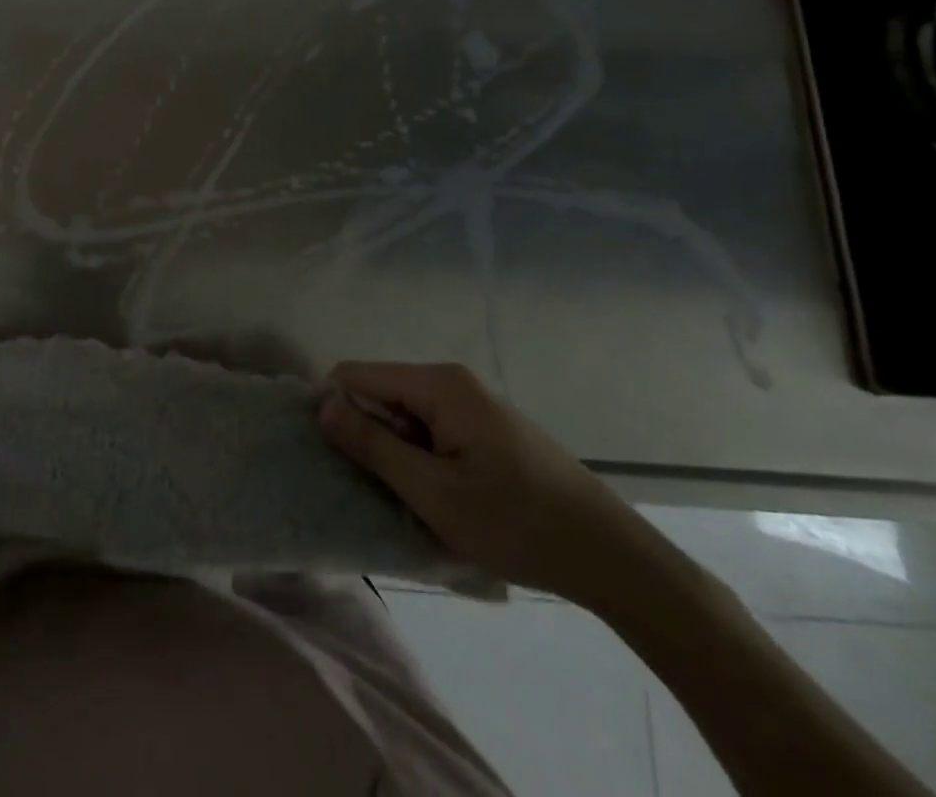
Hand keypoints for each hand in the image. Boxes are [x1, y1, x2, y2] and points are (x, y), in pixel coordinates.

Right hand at [319, 361, 658, 606]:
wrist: (615, 560)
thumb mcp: (433, 492)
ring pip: (405, 417)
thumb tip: (321, 405)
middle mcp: (452, 382)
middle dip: (368, 436)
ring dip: (397, 454)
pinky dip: (422, 460)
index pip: (355, 375)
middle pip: (380, 394)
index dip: (335, 410)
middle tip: (376, 488)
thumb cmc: (517, 524)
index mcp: (438, 384)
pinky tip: (440, 499)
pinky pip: (431, 431)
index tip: (334, 457)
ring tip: (411, 500)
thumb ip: (372, 445)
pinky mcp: (487, 430)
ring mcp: (473, 405)